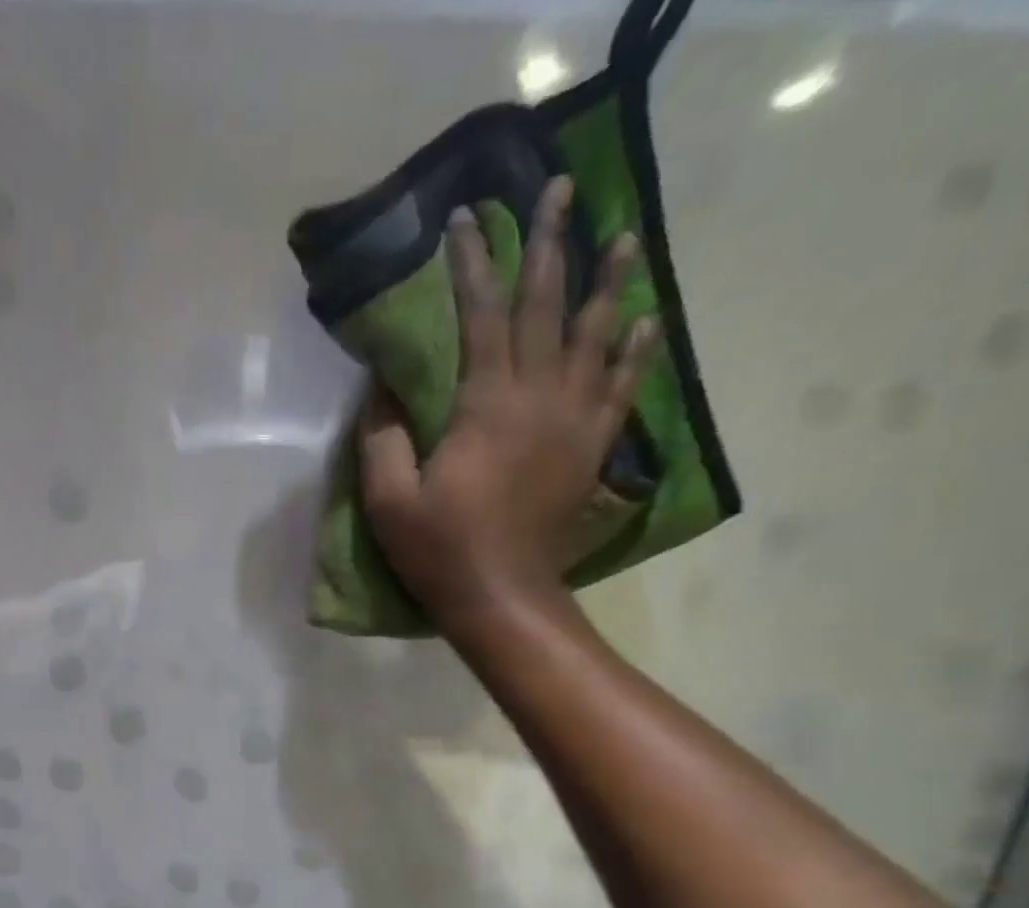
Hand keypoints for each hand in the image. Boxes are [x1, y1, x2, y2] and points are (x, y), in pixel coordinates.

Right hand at [358, 177, 659, 637]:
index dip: (472, 263)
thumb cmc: (439, 549)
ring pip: (595, 336)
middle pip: (546, 307)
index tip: (466, 217)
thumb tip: (384, 387)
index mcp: (485, 405)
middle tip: (562, 189)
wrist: (502, 597)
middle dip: (551, 244)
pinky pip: (619, 388)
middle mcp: (538, 398)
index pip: (480, 315)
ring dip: (608, 283)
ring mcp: (572, 422)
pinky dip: (633, 352)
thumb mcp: (388, 499)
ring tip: (623, 237)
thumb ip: (383, 437)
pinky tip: (645, 321)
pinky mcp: (590, 450)